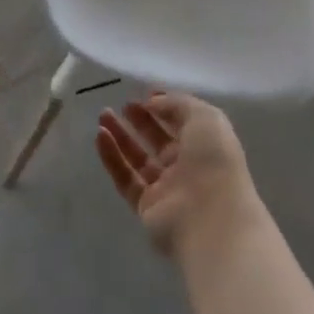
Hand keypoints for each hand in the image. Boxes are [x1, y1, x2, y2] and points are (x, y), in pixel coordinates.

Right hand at [96, 92, 257, 254]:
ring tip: (103, 115)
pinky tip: (100, 136)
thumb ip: (177, 103)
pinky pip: (125, 178)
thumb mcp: (204, 117)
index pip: (183, 122)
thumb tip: (152, 102)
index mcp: (206, 145)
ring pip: (138, 158)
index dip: (165, 106)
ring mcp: (166, 189)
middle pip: (159, 139)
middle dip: (141, 120)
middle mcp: (187, 167)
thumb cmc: (213, 162)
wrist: (211, 220)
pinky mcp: (146, 207)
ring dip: (121, 136)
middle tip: (123, 104)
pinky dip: (112, 157)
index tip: (145, 93)